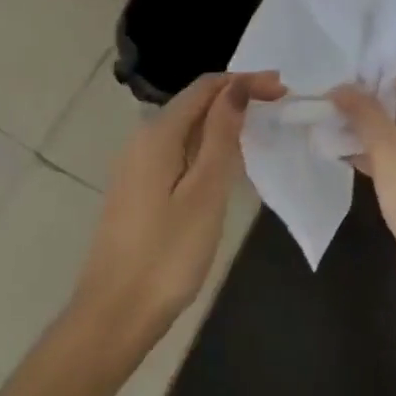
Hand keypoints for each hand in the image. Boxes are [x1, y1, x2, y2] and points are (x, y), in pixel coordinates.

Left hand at [68, 70, 283, 359]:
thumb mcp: (204, 192)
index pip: (205, 87)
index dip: (244, 81)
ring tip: (258, 129)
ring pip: (185, 127)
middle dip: (235, 97)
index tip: (282, 90)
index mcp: (158, 133)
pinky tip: (224, 162)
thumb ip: (220, 136)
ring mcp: (135, 165)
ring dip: (221, 121)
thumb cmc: (167, 254)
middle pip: (194, 102)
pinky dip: (205, 145)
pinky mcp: (136, 188)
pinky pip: (176, 150)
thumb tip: (235, 88)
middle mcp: (141, 139)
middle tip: (277, 106)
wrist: (113, 315)